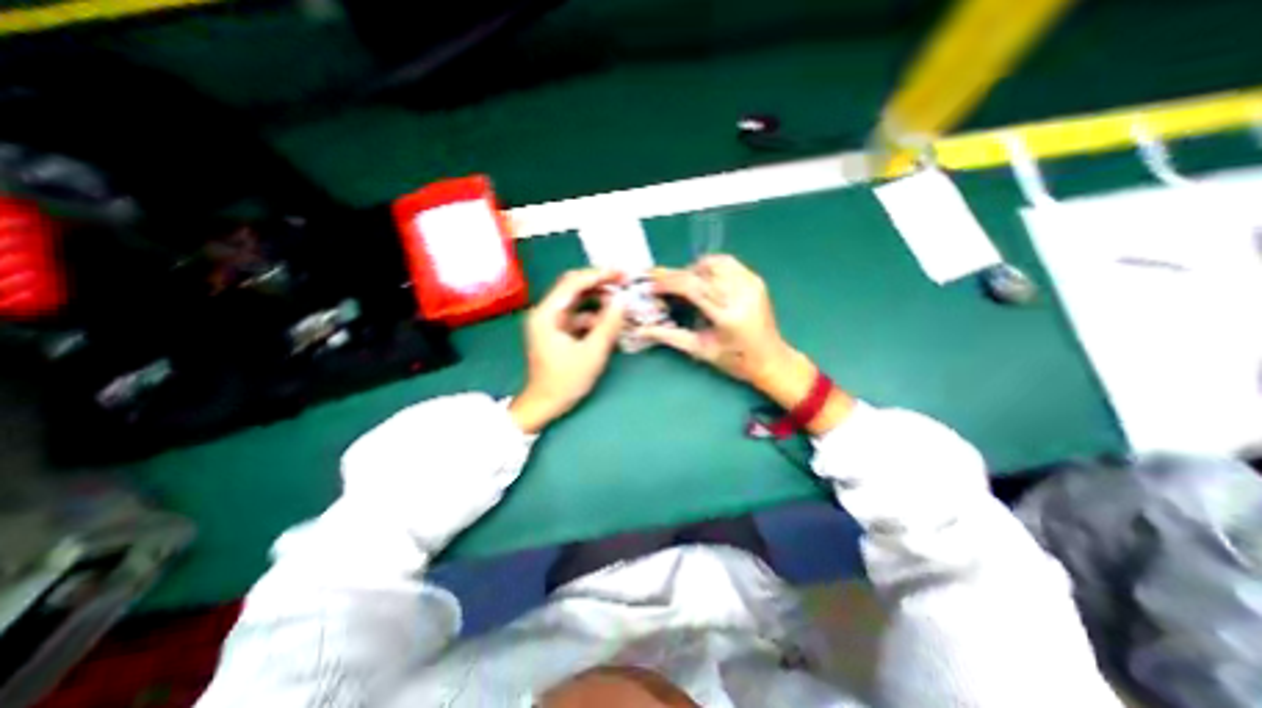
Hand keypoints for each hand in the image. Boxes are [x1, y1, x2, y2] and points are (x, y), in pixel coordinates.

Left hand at [508, 268, 624, 433]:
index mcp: (547, 314)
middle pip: (574, 287)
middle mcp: (546, 312)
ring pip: (577, 301)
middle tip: (623, 282)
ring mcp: (551, 321)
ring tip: (621, 298)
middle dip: (599, 283)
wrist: (545, 404)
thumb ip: (608, 324)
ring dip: (598, 299)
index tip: (621, 273)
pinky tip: (610, 319)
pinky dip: (594, 315)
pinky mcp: (558, 331)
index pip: (572, 283)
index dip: (598, 275)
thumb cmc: (565, 381)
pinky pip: (578, 315)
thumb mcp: (592, 353)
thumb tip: (623, 300)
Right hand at [643, 256, 858, 429]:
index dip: (668, 282)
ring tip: (686, 285)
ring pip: (715, 262)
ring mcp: (751, 284)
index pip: (692, 287)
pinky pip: (728, 263)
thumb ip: (669, 335)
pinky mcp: (756, 280)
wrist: (770, 359)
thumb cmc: (734, 360)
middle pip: (702, 271)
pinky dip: (711, 267)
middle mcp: (741, 294)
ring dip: (695, 269)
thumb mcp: (699, 350)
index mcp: (727, 315)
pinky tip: (705, 281)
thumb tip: (641, 328)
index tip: (652, 285)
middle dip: (678, 275)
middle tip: (665, 285)